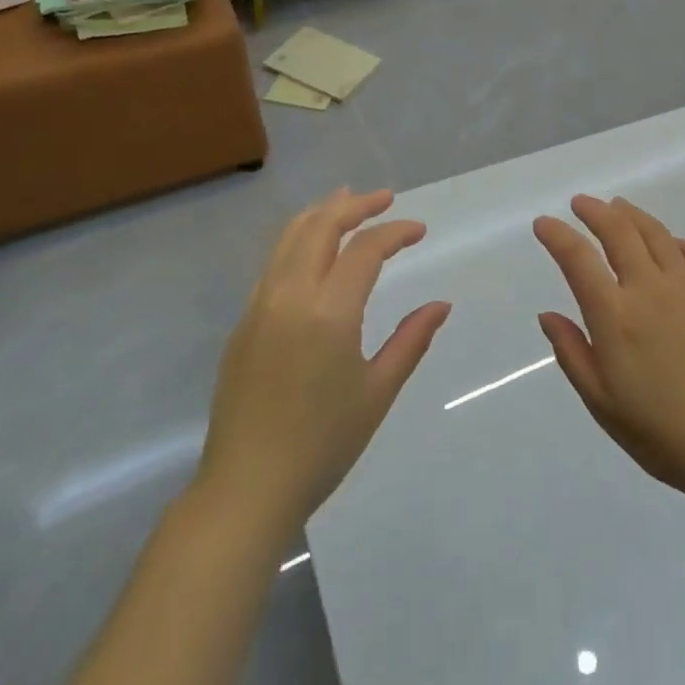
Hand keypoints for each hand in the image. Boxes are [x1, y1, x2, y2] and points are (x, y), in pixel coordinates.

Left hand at [196, 188, 450, 535]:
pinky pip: (273, 264)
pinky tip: (314, 251)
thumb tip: (441, 305)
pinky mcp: (243, 323)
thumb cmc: (323, 444)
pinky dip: (298, 240)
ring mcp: (259, 307)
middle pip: (320, 226)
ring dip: (321, 214)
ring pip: (288, 238)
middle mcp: (289, 296)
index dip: (395, 232)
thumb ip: (411, 341)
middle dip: (354, 205)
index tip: (419, 230)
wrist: (247, 487)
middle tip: (384, 198)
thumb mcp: (378, 392)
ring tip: (346, 201)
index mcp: (328, 313)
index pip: (365, 249)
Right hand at [533, 195, 684, 499]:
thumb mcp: (601, 402)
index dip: (557, 235)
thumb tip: (548, 315)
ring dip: (631, 215)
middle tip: (580, 204)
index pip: (578, 259)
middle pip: (618, 231)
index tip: (544, 224)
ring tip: (618, 207)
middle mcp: (650, 289)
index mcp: (615, 317)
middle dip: (594, 211)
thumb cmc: (661, 432)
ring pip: (656, 234)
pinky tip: (669, 244)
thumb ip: (572, 352)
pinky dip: (674, 241)